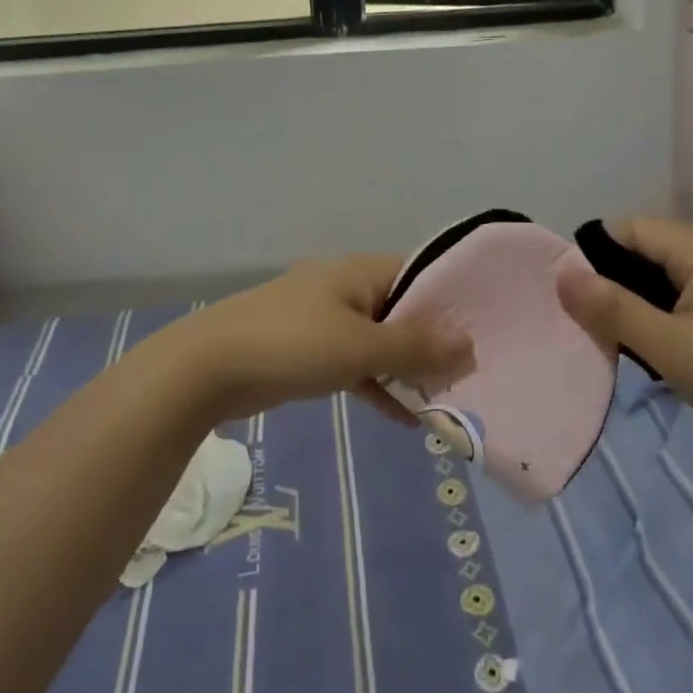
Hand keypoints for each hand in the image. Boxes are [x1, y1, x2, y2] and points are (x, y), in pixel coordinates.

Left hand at [141, 256, 474, 422]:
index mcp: (359, 273)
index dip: (452, 303)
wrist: (208, 368)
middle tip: (469, 375)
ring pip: (378, 341)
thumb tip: (469, 343)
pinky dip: (378, 387)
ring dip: (407, 369)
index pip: (420, 276)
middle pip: (401, 311)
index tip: (483, 335)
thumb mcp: (360, 347)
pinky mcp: (307, 352)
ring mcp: (323, 321)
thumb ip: (415, 347)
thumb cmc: (292, 345)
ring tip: (446, 399)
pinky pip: (355, 365)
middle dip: (433, 342)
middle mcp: (344, 289)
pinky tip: (406, 419)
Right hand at [556, 217, 692, 454]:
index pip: (630, 228)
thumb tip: (561, 272)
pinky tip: (663, 342)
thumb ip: (611, 307)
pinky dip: (664, 307)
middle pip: (647, 245)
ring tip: (630, 338)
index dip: (598, 258)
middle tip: (605, 327)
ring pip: (664, 268)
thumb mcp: (666, 347)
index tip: (587, 303)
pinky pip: (686, 286)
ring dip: (639, 297)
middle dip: (617, 280)